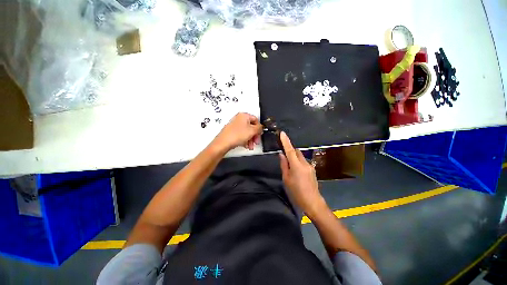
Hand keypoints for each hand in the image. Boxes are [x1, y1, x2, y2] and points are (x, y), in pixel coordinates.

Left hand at [213, 113, 261, 151]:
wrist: (223, 143)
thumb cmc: (236, 135)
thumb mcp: (252, 131)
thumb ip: (259, 128)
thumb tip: (261, 127)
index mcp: (244, 115)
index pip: (256, 119)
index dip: (259, 128)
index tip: (260, 134)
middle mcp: (239, 119)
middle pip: (251, 127)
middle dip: (255, 135)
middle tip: (256, 141)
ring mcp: (235, 125)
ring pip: (246, 132)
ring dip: (250, 139)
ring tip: (251, 146)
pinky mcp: (232, 132)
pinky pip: (241, 135)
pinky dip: (245, 140)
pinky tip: (246, 145)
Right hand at [279, 131, 324, 215]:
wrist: (312, 202)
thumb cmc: (296, 192)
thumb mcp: (286, 179)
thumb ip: (284, 165)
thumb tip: (281, 155)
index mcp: (296, 165)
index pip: (290, 150)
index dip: (286, 141)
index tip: (282, 133)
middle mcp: (304, 163)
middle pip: (296, 152)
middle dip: (290, 150)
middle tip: (284, 154)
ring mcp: (310, 166)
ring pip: (300, 157)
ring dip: (294, 157)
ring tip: (289, 166)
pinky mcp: (312, 170)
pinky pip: (303, 162)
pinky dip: (298, 162)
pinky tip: (296, 171)